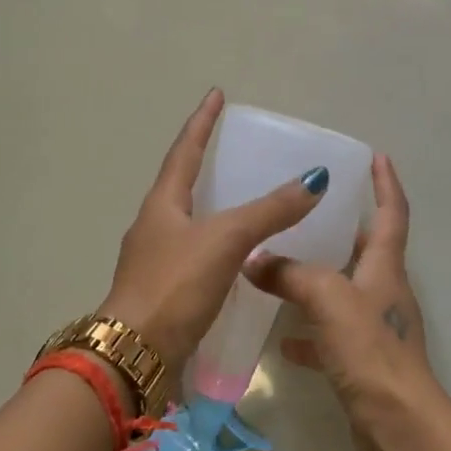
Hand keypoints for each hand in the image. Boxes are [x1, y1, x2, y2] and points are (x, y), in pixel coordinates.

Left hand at [99, 88, 329, 369]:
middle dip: (207, 163)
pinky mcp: (168, 290)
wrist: (136, 355)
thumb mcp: (225, 240)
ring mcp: (158, 260)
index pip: (184, 151)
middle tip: (237, 150)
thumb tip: (314, 179)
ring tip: (247, 199)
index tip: (216, 95)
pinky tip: (242, 256)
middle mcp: (155, 226)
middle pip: (182, 183)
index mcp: (162, 204)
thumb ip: (269, 211)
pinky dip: (221, 243)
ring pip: (191, 220)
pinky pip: (198, 253)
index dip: (202, 122)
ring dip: (215, 205)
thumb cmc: (175, 285)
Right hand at [243, 154, 437, 450]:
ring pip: (343, 292)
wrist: (397, 422)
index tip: (377, 156)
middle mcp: (384, 291)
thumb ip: (290, 274)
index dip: (385, 183)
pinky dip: (309, 333)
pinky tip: (282, 340)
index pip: (391, 212)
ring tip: (282, 267)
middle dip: (343, 229)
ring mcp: (374, 328)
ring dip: (317, 281)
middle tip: (309, 211)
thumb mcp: (328, 298)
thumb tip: (255, 260)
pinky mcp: (362, 360)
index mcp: (385, 266)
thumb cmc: (369, 348)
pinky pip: (331, 336)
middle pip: (366, 250)